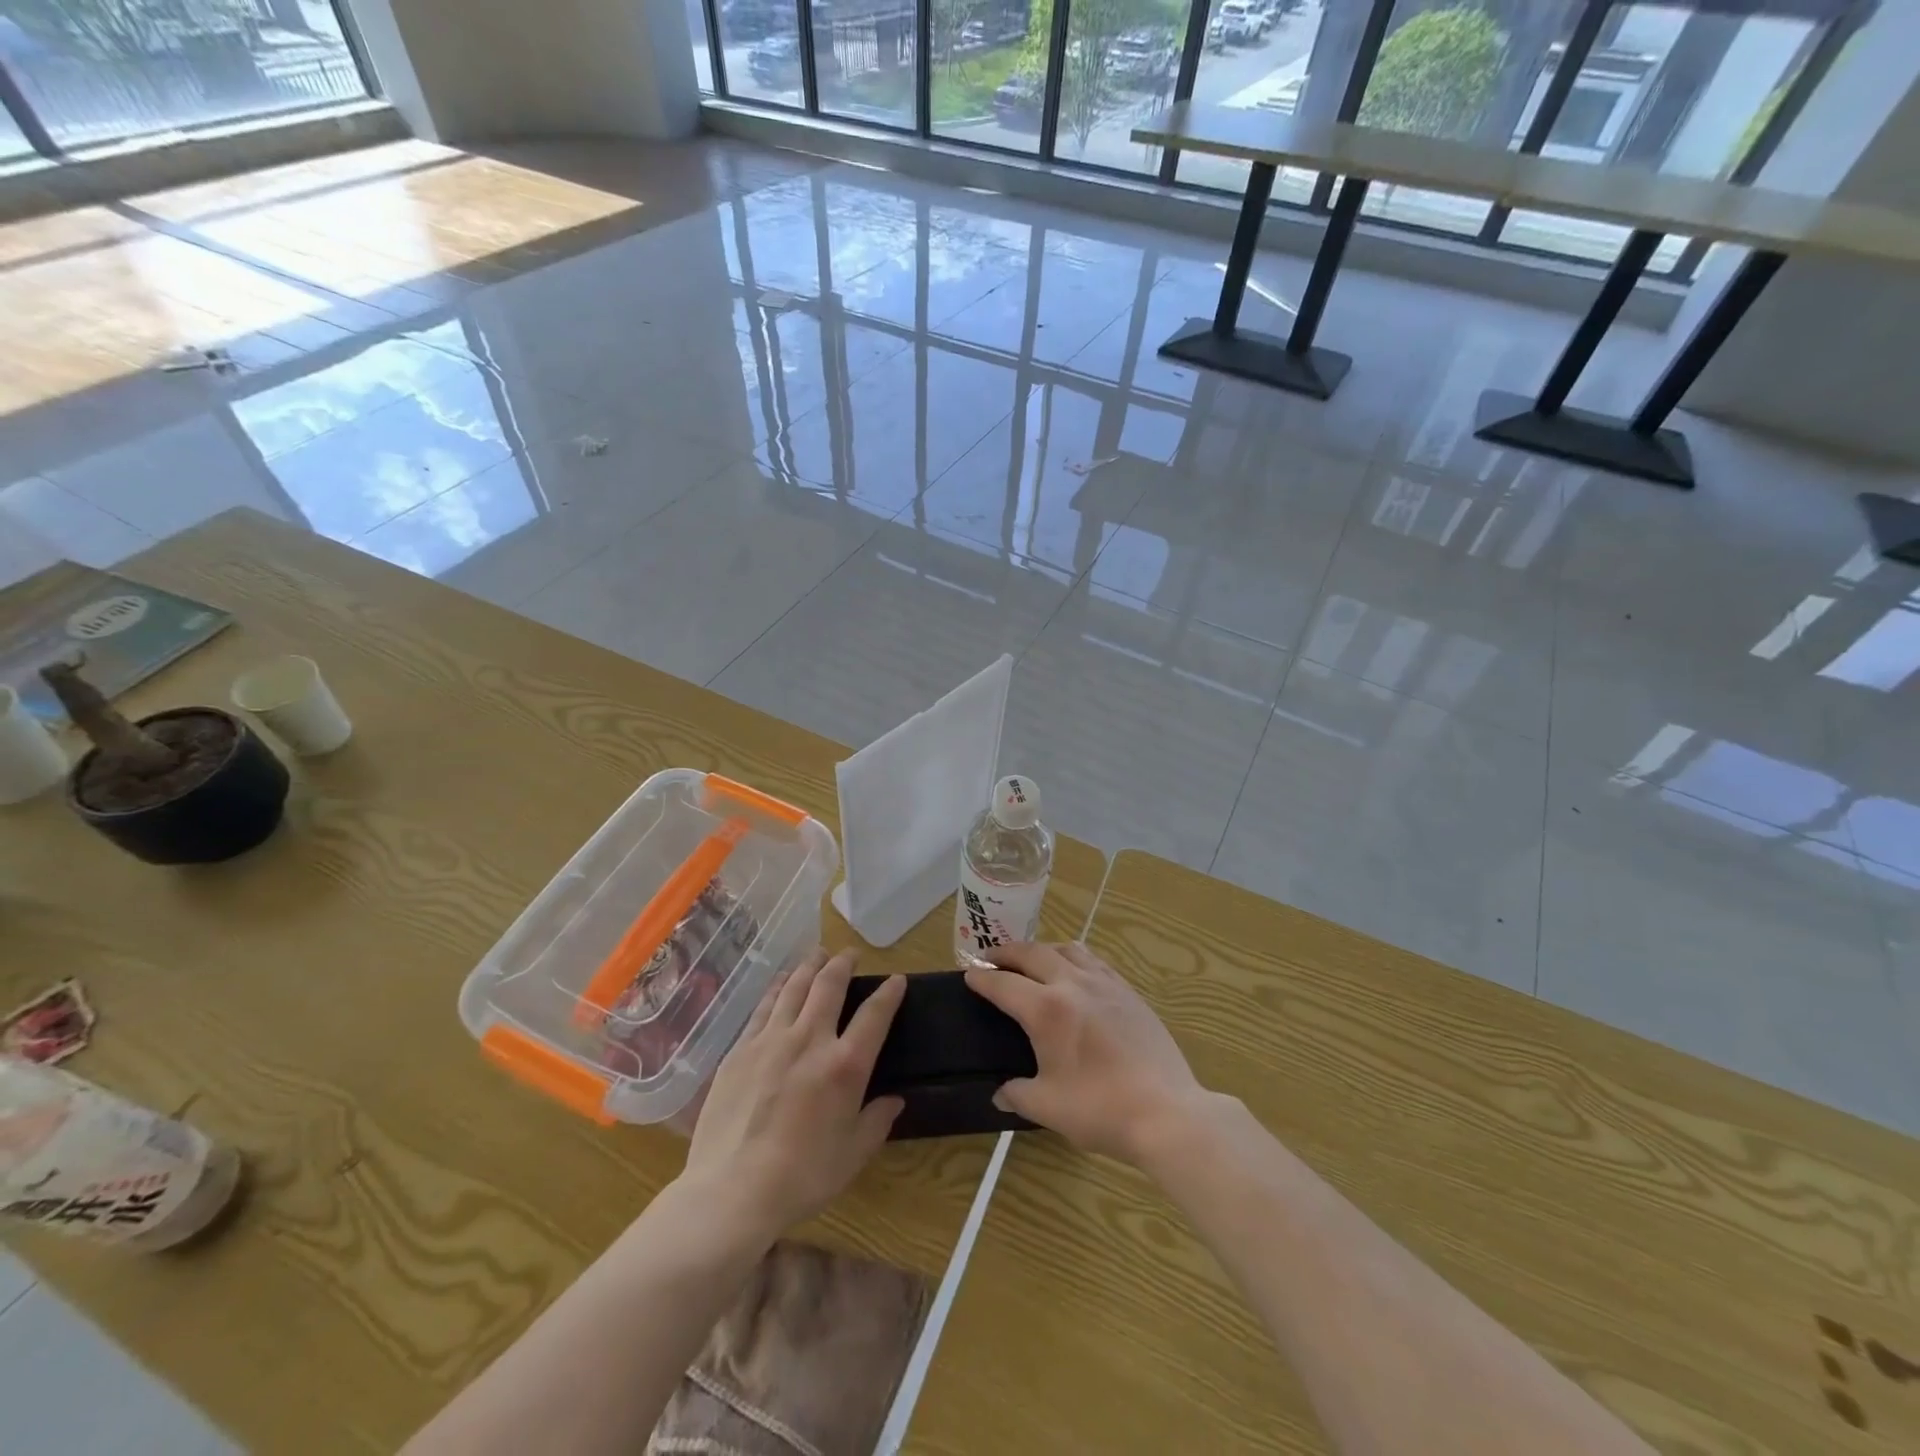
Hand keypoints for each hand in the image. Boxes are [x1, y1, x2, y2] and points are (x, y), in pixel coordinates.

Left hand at [683, 949, 904, 1242]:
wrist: (732, 1192)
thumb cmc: (801, 1178)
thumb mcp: (852, 1156)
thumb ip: (877, 1122)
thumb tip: (894, 1100)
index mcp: (845, 1066)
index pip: (875, 1015)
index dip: (889, 993)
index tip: (896, 979)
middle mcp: (810, 1040)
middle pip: (829, 986)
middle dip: (843, 964)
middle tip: (850, 954)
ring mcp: (771, 1041)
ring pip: (794, 988)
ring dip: (810, 967)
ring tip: (818, 955)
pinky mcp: (740, 1050)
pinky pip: (763, 1008)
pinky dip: (777, 988)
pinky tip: (781, 983)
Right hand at [965, 943, 1204, 1164]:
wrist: (1167, 1112)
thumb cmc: (1101, 1110)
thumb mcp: (1048, 1107)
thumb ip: (1018, 1094)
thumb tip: (1001, 1094)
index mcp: (1047, 1010)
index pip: (1004, 985)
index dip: (983, 978)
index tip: (969, 974)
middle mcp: (1073, 984)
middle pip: (1033, 953)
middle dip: (1007, 953)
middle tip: (991, 959)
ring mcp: (1105, 984)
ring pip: (1067, 949)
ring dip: (1042, 949)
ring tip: (1032, 960)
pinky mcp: (1129, 992)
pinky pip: (1094, 961)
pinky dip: (1073, 958)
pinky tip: (1075, 973)